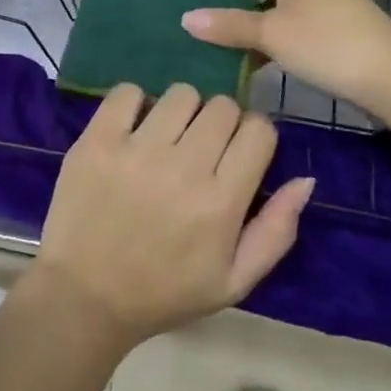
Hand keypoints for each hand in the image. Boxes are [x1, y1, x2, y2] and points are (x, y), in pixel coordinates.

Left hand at [30, 83, 314, 348]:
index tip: (238, 152)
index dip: (253, 136)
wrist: (84, 298)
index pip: (258, 130)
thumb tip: (305, 179)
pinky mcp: (97, 140)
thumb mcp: (233, 281)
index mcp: (221, 203)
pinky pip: (127, 92)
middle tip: (201, 149)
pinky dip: (134, 103)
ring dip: (181, 111)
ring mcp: (136, 150)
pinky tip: (132, 130)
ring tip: (166, 139)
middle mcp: (183, 168)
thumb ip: (276, 231)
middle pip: (222, 106)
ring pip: (181, 93)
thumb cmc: (164, 292)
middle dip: (220, 123)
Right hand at [181, 0, 390, 117]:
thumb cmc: (328, 46)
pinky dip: (270, 40)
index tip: (185, 17)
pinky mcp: (333, 25)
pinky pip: (289, 24)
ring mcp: (323, 0)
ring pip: (271, 9)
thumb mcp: (272, 35)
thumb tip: (185, 19)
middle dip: (227, 12)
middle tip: (199, 37)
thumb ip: (228, 25)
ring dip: (248, 30)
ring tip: (220, 53)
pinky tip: (254, 63)